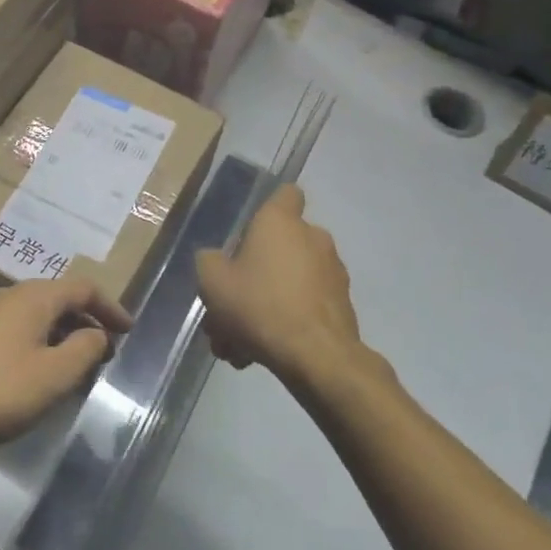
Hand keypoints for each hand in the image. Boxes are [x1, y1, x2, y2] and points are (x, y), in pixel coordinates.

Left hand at [0, 278, 132, 456]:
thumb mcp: (54, 376)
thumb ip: (85, 349)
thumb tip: (97, 333)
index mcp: (34, 297)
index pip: (84, 288)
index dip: (111, 307)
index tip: (129, 331)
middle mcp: (9, 295)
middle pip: (59, 299)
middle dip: (87, 322)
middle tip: (105, 353)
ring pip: (36, 316)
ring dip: (62, 335)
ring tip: (74, 368)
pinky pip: (16, 330)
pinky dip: (38, 344)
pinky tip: (35, 375)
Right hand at [197, 185, 375, 393]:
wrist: (315, 355)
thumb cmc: (259, 305)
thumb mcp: (213, 282)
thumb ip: (209, 262)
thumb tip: (215, 259)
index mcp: (281, 222)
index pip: (286, 193)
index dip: (268, 208)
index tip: (249, 233)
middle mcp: (313, 237)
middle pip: (279, 247)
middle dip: (253, 276)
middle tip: (230, 307)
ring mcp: (332, 271)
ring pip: (288, 283)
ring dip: (265, 305)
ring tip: (239, 344)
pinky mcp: (342, 304)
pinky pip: (304, 306)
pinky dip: (285, 322)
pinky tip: (261, 354)